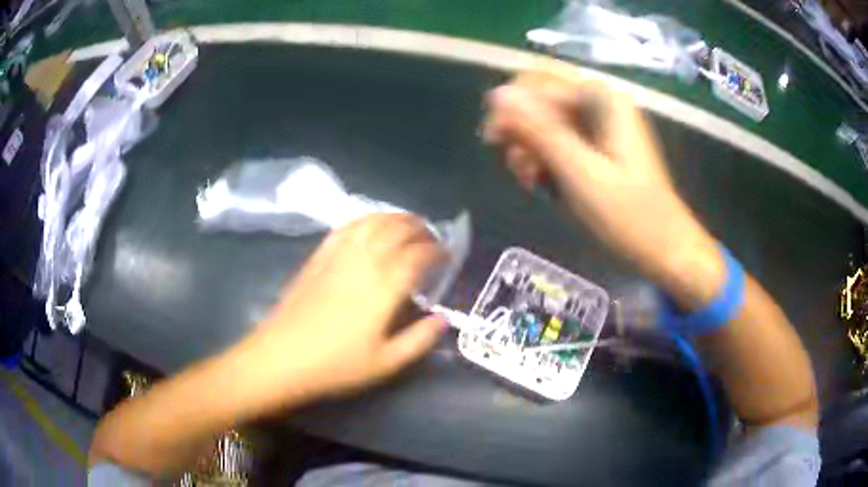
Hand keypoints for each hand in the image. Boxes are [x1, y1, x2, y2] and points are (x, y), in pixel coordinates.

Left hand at [234, 214, 446, 412]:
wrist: (282, 357)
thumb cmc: (336, 365)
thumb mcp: (386, 363)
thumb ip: (420, 339)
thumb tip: (443, 318)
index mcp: (385, 287)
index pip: (419, 255)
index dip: (437, 251)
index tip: (447, 256)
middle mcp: (365, 261)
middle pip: (398, 230)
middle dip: (421, 229)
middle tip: (432, 238)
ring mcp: (339, 254)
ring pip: (373, 221)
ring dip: (396, 217)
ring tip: (408, 224)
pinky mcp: (319, 255)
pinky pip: (347, 226)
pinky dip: (366, 219)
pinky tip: (371, 225)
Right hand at [484, 67, 724, 307]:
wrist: (664, 248)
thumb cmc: (628, 214)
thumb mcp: (579, 172)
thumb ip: (538, 130)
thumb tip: (496, 94)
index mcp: (602, 99)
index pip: (539, 81)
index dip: (511, 105)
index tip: (492, 140)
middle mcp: (600, 103)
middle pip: (542, 99)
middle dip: (521, 129)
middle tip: (515, 165)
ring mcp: (600, 125)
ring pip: (547, 121)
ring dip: (531, 146)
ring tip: (530, 180)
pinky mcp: (598, 147)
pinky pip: (560, 140)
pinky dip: (545, 158)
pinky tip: (539, 181)